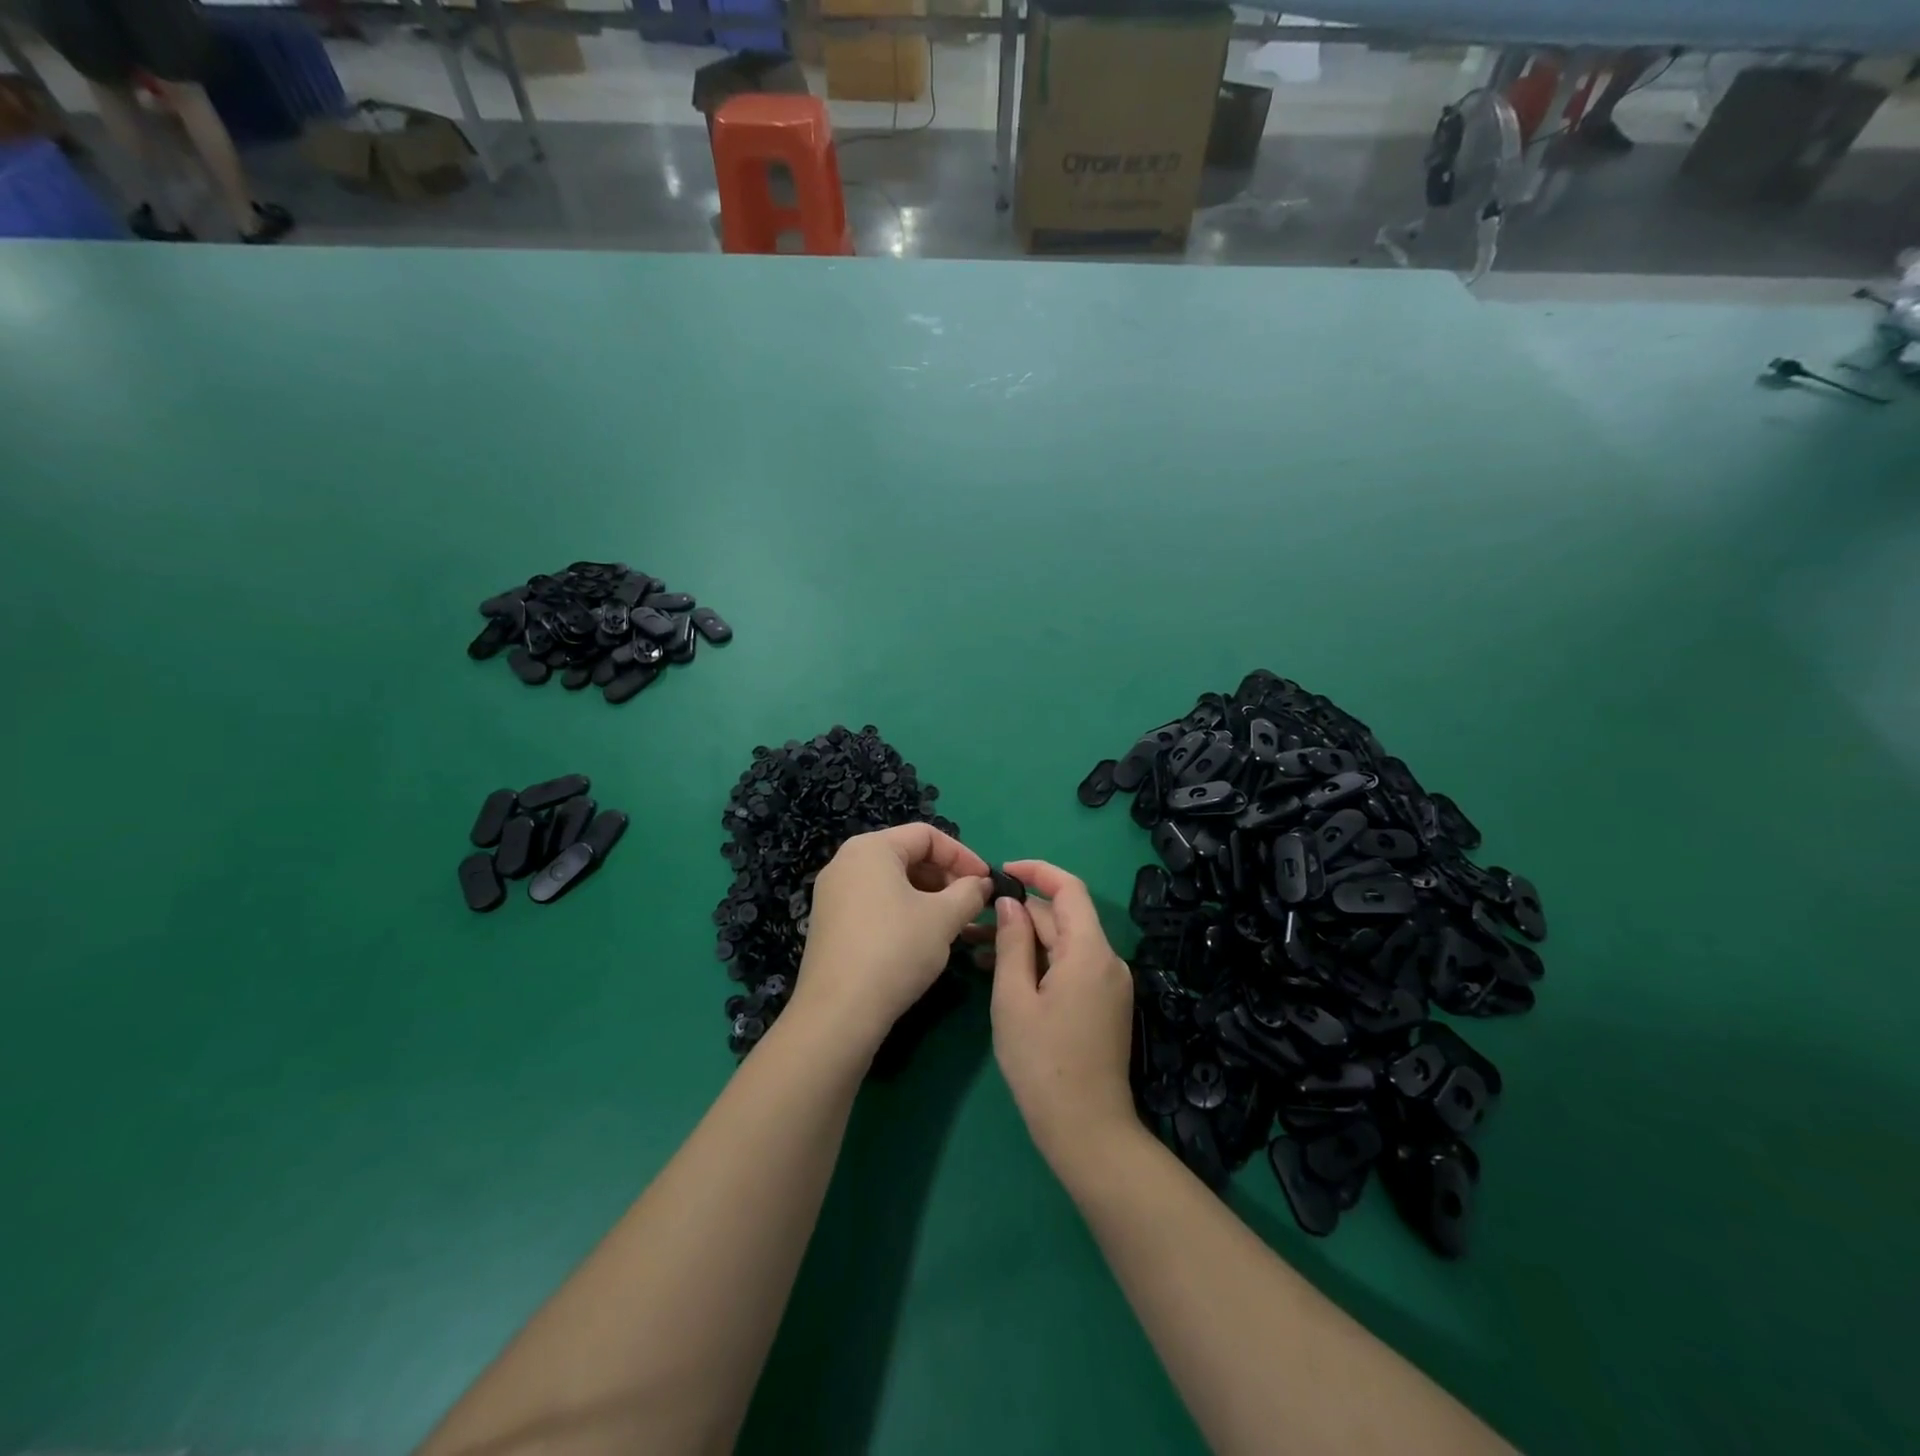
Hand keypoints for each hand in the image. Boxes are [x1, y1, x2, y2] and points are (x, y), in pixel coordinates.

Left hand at [791, 823, 990, 1051]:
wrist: (839, 1012)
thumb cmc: (896, 950)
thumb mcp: (944, 918)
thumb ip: (969, 893)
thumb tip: (982, 884)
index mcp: (871, 848)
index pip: (927, 835)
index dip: (963, 855)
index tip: (986, 882)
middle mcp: (846, 862)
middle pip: (908, 856)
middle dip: (946, 877)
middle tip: (972, 904)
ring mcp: (833, 894)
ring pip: (893, 882)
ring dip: (929, 897)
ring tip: (953, 924)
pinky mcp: (830, 923)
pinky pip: (875, 903)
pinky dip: (904, 912)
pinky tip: (923, 939)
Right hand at [989, 860, 1136, 1169]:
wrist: (1088, 1131)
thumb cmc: (1043, 1064)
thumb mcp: (1014, 999)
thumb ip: (1012, 943)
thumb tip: (1010, 902)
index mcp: (1089, 951)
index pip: (1069, 888)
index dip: (1037, 871)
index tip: (1002, 871)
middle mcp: (1107, 960)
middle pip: (1063, 918)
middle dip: (1019, 913)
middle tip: (972, 919)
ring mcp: (1109, 984)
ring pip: (1064, 944)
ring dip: (1025, 939)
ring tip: (975, 946)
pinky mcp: (1104, 1004)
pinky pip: (1071, 966)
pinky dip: (1040, 961)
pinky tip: (1004, 972)